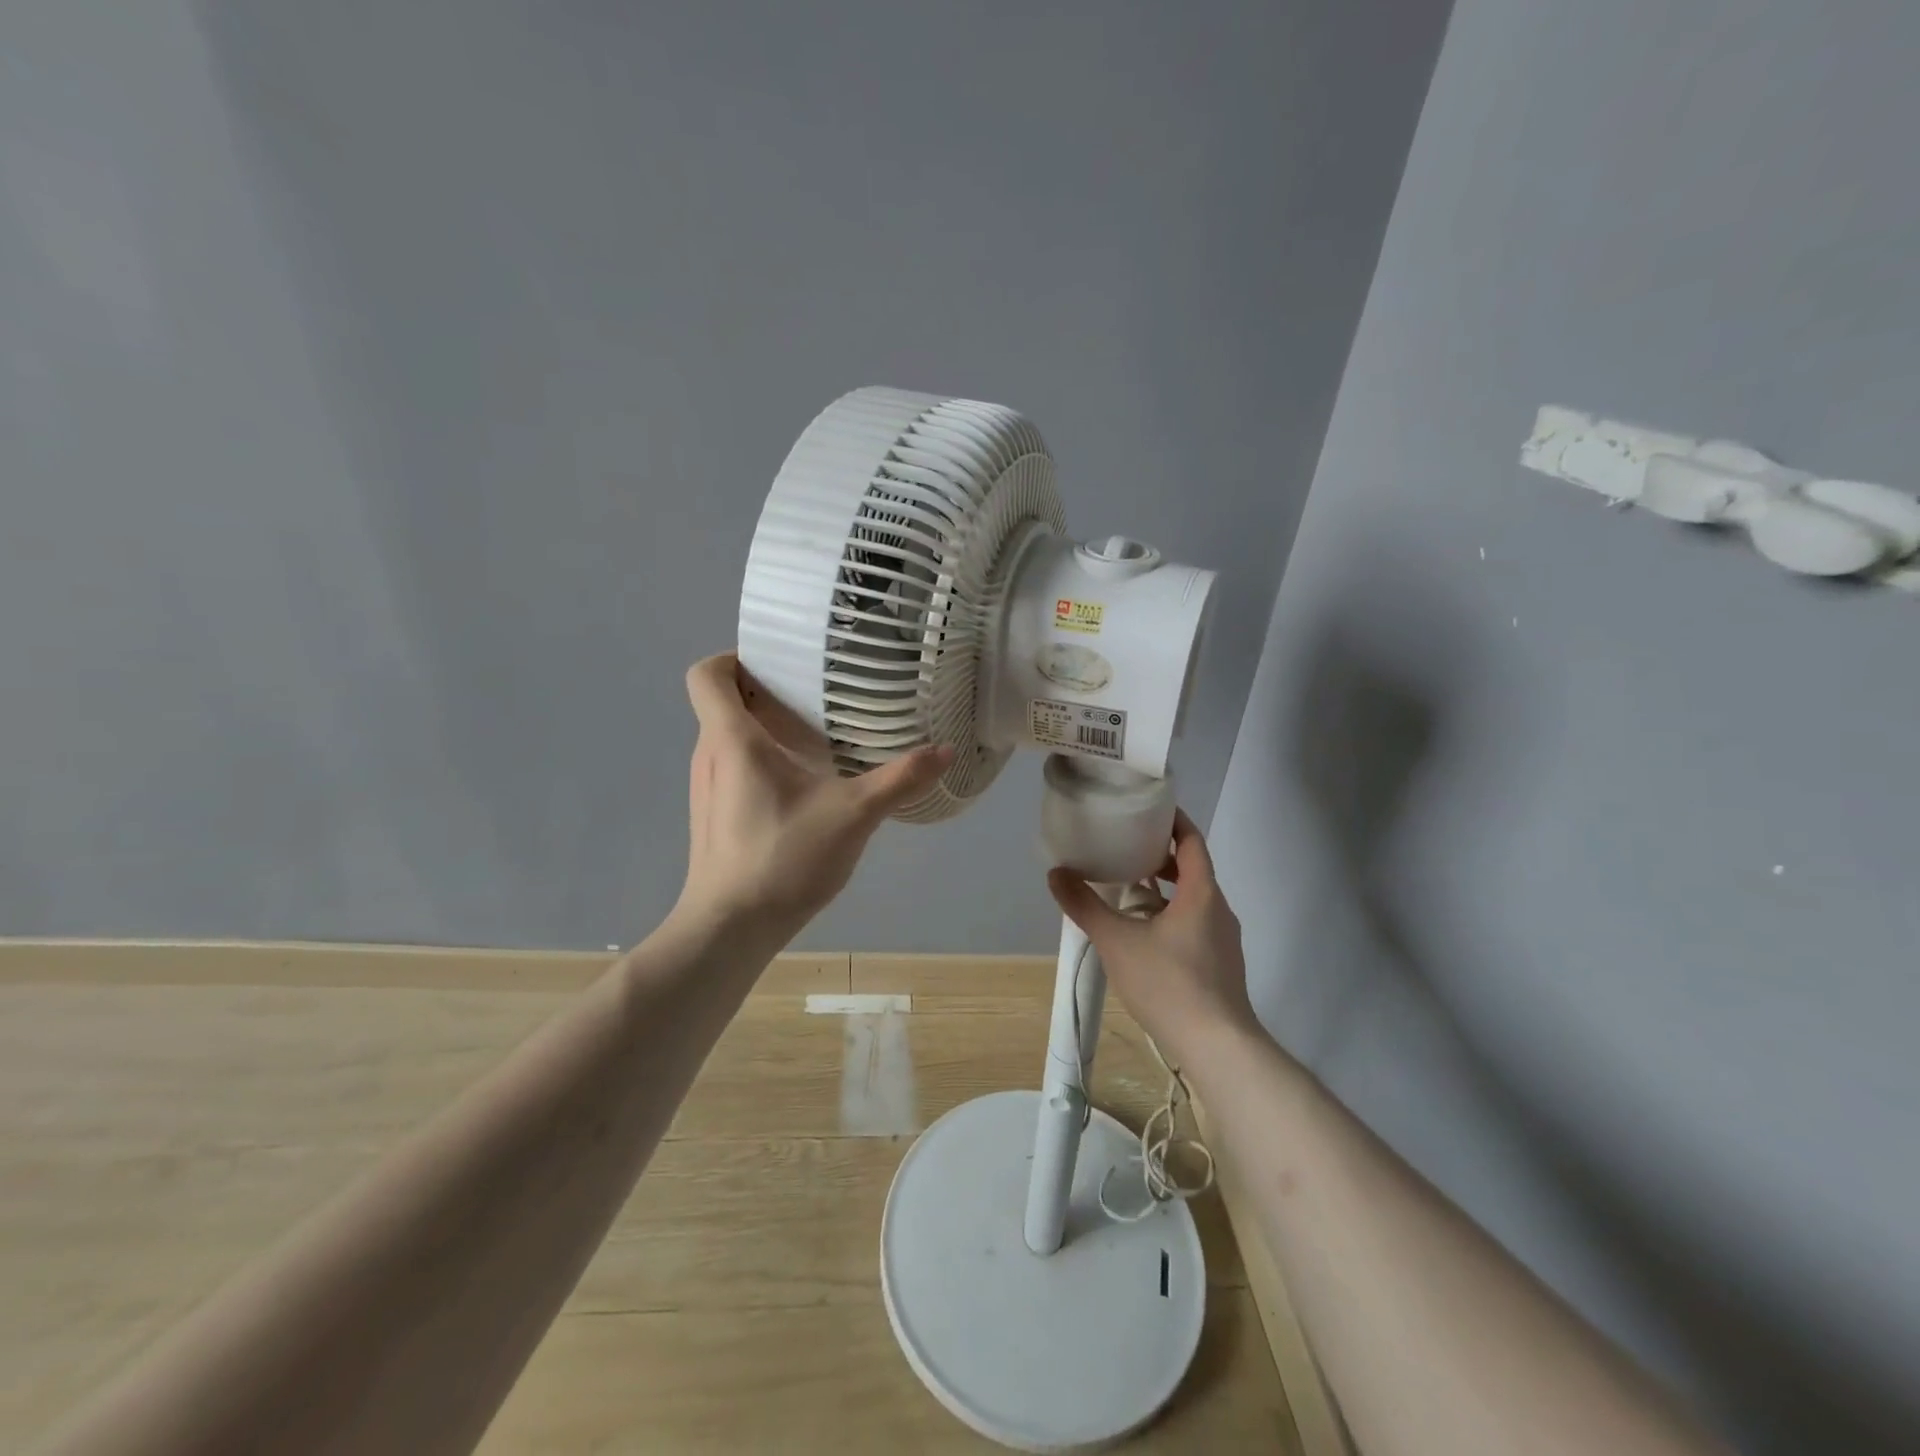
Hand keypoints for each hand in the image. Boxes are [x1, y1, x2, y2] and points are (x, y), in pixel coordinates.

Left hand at [676, 653, 951, 938]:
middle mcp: (709, 755)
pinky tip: (804, 784)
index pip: (707, 674)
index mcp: (732, 740)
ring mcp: (706, 788)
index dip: (737, 657)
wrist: (730, 929)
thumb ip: (900, 780)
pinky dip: (761, 760)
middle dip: (767, 691)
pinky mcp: (713, 816)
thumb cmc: (782, 858)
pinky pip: (732, 767)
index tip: (782, 665)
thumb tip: (945, 751)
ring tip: (817, 735)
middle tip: (819, 695)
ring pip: (729, 737)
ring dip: (765, 728)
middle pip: (723, 702)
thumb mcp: (853, 814)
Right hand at [1046, 808, 1255, 1060]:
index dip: (1173, 820)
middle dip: (1161, 856)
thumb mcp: (1118, 942)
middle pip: (1193, 869)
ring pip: (1194, 899)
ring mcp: (1224, 940)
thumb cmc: (1170, 984)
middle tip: (1127, 849)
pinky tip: (1145, 934)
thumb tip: (1056, 873)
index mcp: (1202, 893)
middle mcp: (1219, 910)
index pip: (1192, 841)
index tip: (1149, 808)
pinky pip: (1196, 924)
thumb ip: (1085, 906)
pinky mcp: (1221, 965)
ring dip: (1165, 889)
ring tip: (1129, 890)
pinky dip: (1172, 915)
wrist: (1219, 1047)